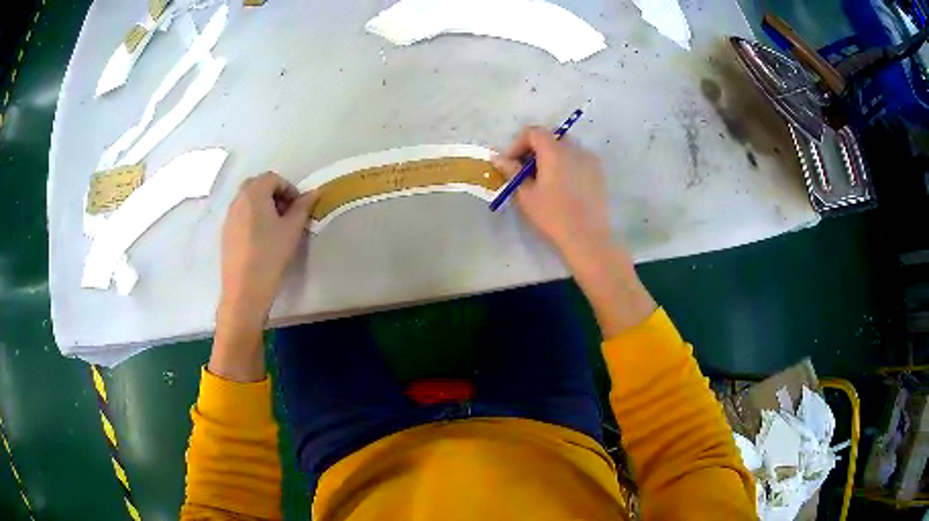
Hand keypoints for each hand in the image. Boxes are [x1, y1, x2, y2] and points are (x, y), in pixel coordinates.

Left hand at [219, 172, 317, 326]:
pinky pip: (240, 215)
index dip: (288, 189)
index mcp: (254, 194)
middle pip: (257, 185)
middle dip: (273, 194)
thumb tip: (313, 193)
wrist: (244, 290)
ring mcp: (229, 217)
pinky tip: (261, 240)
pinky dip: (252, 217)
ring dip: (262, 205)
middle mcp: (238, 200)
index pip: (272, 178)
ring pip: (247, 200)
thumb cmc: (270, 256)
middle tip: (286, 213)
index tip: (298, 207)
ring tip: (275, 228)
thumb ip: (303, 207)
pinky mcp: (225, 233)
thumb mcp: (292, 230)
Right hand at [492, 127, 612, 262]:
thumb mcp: (526, 194)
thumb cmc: (553, 215)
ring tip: (545, 180)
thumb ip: (512, 171)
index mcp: (554, 150)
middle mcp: (574, 148)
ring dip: (552, 157)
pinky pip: (579, 160)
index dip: (518, 144)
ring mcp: (590, 159)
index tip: (512, 163)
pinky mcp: (599, 172)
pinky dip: (567, 165)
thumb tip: (497, 158)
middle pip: (551, 138)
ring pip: (566, 148)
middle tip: (526, 171)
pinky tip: (563, 187)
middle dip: (535, 150)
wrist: (588, 236)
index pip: (533, 132)